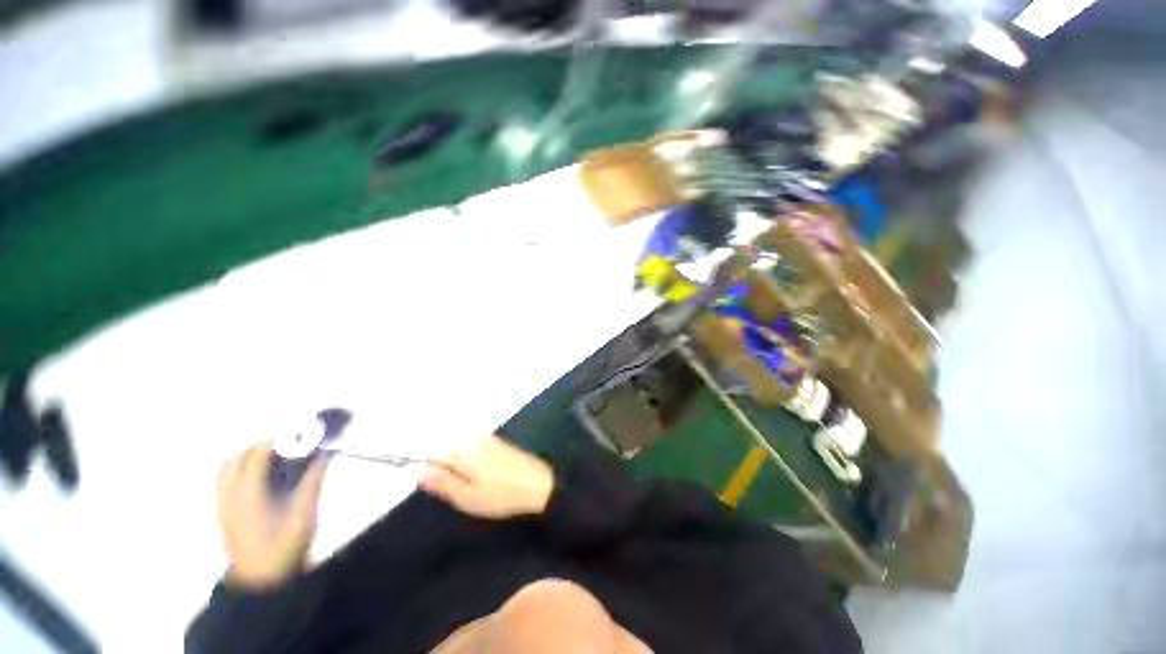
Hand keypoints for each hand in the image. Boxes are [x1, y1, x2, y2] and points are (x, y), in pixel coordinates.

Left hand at [216, 443, 326, 589]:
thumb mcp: (305, 513)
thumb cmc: (285, 547)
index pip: (258, 453)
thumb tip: (325, 451)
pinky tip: (262, 478)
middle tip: (294, 445)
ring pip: (229, 467)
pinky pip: (226, 480)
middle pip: (240, 456)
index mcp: (247, 494)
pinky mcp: (224, 513)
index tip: (304, 432)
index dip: (281, 438)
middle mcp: (229, 494)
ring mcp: (222, 504)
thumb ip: (313, 479)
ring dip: (250, 456)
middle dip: (266, 445)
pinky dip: (242, 469)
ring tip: (277, 458)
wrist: (263, 583)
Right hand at [419, 435, 553, 519]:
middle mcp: (472, 437)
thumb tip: (415, 468)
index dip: (426, 468)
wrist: (539, 485)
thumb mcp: (466, 497)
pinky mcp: (496, 441)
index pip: (430, 450)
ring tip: (472, 485)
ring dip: (456, 465)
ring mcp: (486, 437)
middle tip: (457, 489)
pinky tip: (481, 477)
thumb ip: (440, 481)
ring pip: (458, 448)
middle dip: (442, 467)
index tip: (431, 485)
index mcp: (462, 449)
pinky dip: (469, 461)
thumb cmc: (501, 495)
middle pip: (444, 448)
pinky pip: (472, 447)